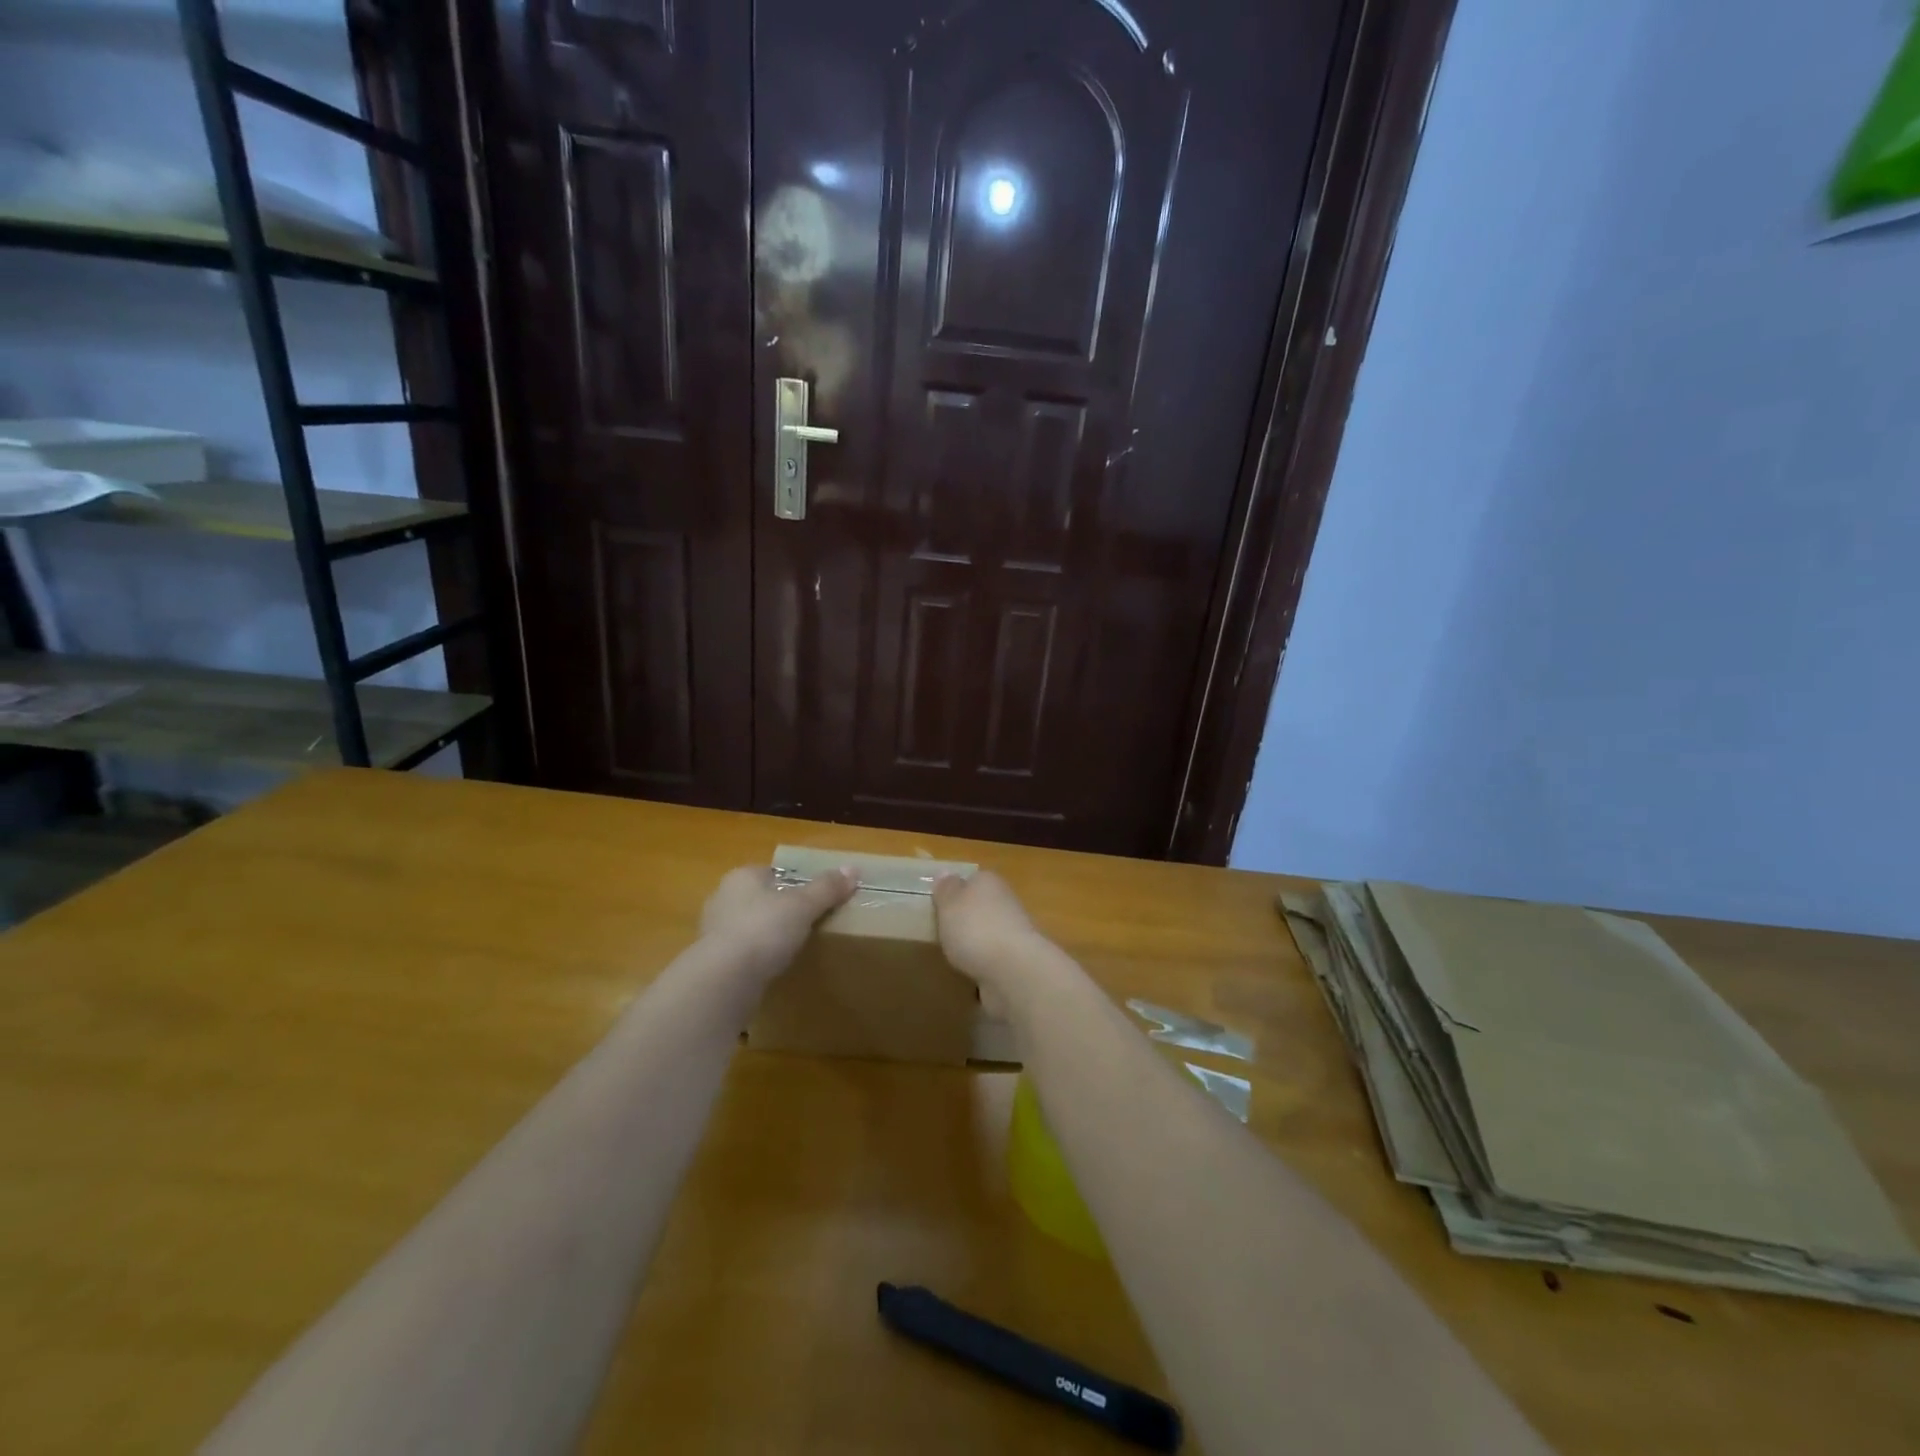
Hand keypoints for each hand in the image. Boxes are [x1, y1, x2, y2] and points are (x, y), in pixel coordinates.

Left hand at [700, 865, 855, 979]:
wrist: (724, 980)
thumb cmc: (763, 930)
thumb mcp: (803, 905)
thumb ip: (827, 888)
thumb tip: (853, 869)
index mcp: (742, 877)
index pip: (772, 872)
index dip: (794, 882)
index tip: (814, 898)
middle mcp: (723, 898)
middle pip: (760, 899)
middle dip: (780, 910)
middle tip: (809, 923)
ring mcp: (713, 932)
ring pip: (749, 927)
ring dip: (766, 936)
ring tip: (794, 948)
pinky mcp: (712, 962)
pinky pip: (741, 954)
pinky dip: (757, 959)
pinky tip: (773, 969)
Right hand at [931, 870, 1048, 1008]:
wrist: (1014, 969)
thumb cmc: (974, 929)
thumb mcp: (949, 904)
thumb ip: (945, 890)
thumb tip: (945, 873)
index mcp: (988, 881)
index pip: (971, 879)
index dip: (954, 891)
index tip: (938, 907)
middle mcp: (1005, 901)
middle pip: (980, 905)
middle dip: (966, 918)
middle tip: (942, 933)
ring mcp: (1015, 931)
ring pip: (989, 931)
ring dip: (976, 941)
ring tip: (953, 956)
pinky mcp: (1018, 958)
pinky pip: (995, 955)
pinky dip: (985, 962)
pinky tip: (971, 972)